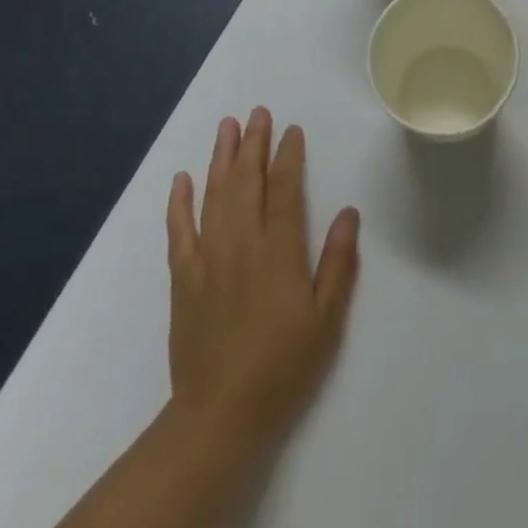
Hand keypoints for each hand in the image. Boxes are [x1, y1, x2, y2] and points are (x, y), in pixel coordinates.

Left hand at [166, 109, 359, 455]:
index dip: (288, 156)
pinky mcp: (183, 278)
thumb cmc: (282, 366)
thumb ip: (338, 263)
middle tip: (257, 112)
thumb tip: (348, 212)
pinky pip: (179, 231)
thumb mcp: (326, 320)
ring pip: (215, 195)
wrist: (219, 415)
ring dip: (221, 158)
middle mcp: (242, 243)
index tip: (291, 130)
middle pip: (247, 181)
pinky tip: (182, 179)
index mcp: (279, 251)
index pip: (284, 189)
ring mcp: (208, 258)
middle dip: (253, 144)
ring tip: (227, 126)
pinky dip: (179, 202)